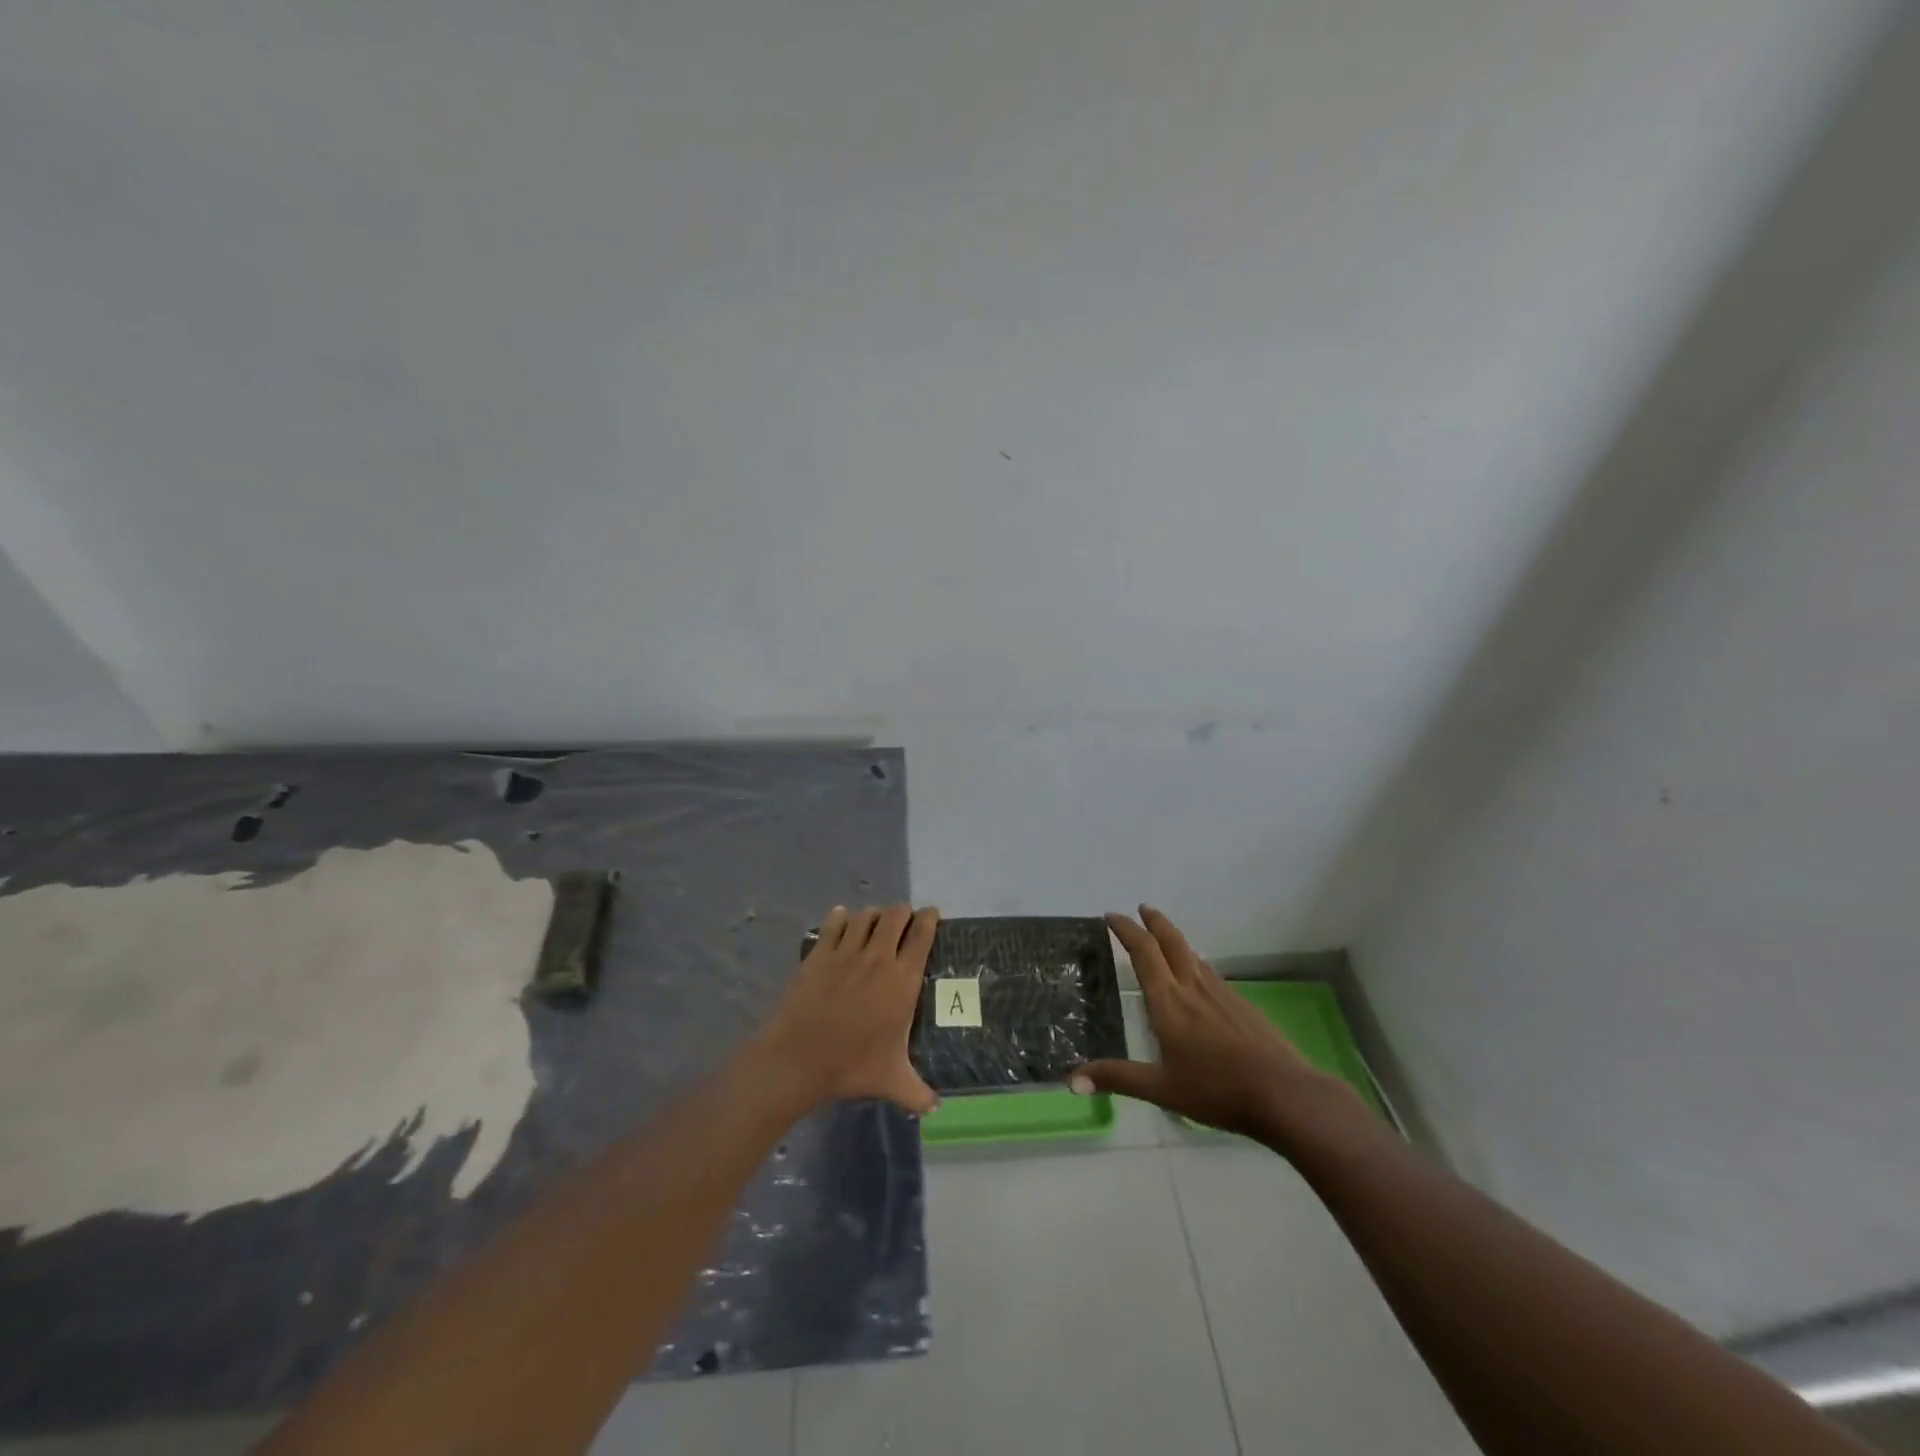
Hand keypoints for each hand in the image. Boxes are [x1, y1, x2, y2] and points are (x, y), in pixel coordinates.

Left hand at [756, 905, 940, 1116]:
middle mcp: (879, 958)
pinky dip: (841, 918)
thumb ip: (918, 1092)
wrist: (800, 1059)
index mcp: (903, 981)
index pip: (922, 935)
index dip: (928, 919)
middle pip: (895, 915)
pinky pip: (834, 922)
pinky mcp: (820, 953)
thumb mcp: (892, 1081)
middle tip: (902, 922)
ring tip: (873, 924)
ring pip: (866, 915)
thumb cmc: (851, 1066)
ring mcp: (847, 951)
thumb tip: (937, 1108)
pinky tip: (842, 922)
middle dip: (902, 913)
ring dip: (873, 915)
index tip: (930, 916)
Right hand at [1072, 906, 1355, 1141]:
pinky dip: (1196, 962)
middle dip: (1154, 921)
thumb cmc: (1216, 1090)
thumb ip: (1117, 1079)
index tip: (1112, 916)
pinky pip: (1211, 973)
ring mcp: (1222, 994)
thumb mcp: (1161, 1089)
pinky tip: (1200, 978)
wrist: (1284, 1093)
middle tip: (1141, 907)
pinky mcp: (1243, 1005)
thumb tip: (1070, 1080)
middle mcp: (1193, 987)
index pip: (1143, 953)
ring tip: (1165, 937)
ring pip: (1193, 955)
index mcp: (1169, 1002)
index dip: (1126, 930)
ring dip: (1175, 939)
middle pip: (1171, 942)